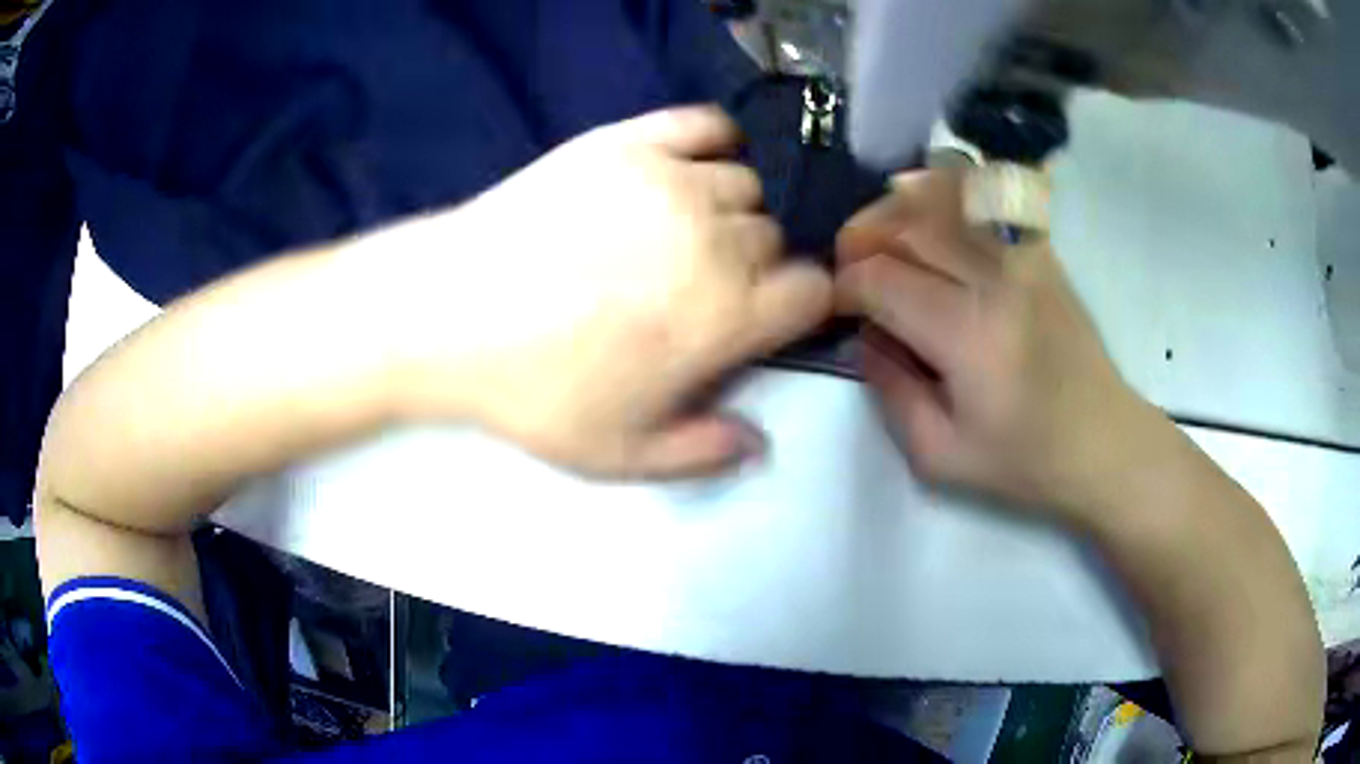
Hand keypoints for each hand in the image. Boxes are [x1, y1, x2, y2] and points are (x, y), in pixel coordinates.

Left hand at [389, 107, 831, 478]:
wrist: (448, 313)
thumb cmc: (534, 390)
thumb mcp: (619, 454)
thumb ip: (700, 453)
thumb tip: (758, 444)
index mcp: (728, 314)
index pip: (813, 291)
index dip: (796, 306)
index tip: (761, 317)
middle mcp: (718, 238)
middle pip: (774, 238)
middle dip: (752, 264)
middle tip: (697, 283)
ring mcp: (673, 180)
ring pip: (744, 184)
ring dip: (727, 210)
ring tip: (679, 230)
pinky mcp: (629, 141)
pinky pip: (705, 124)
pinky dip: (713, 141)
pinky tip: (686, 168)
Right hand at [835, 169, 1156, 519]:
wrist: (1104, 443)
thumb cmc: (1025, 461)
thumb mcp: (938, 456)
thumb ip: (889, 390)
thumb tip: (866, 334)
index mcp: (967, 334)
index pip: (880, 279)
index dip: (843, 288)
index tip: (837, 309)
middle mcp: (995, 278)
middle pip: (905, 225)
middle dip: (860, 239)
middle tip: (850, 270)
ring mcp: (1023, 256)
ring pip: (941, 198)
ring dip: (896, 210)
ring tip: (881, 236)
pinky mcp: (1040, 251)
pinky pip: (984, 198)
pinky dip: (945, 191)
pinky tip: (927, 209)